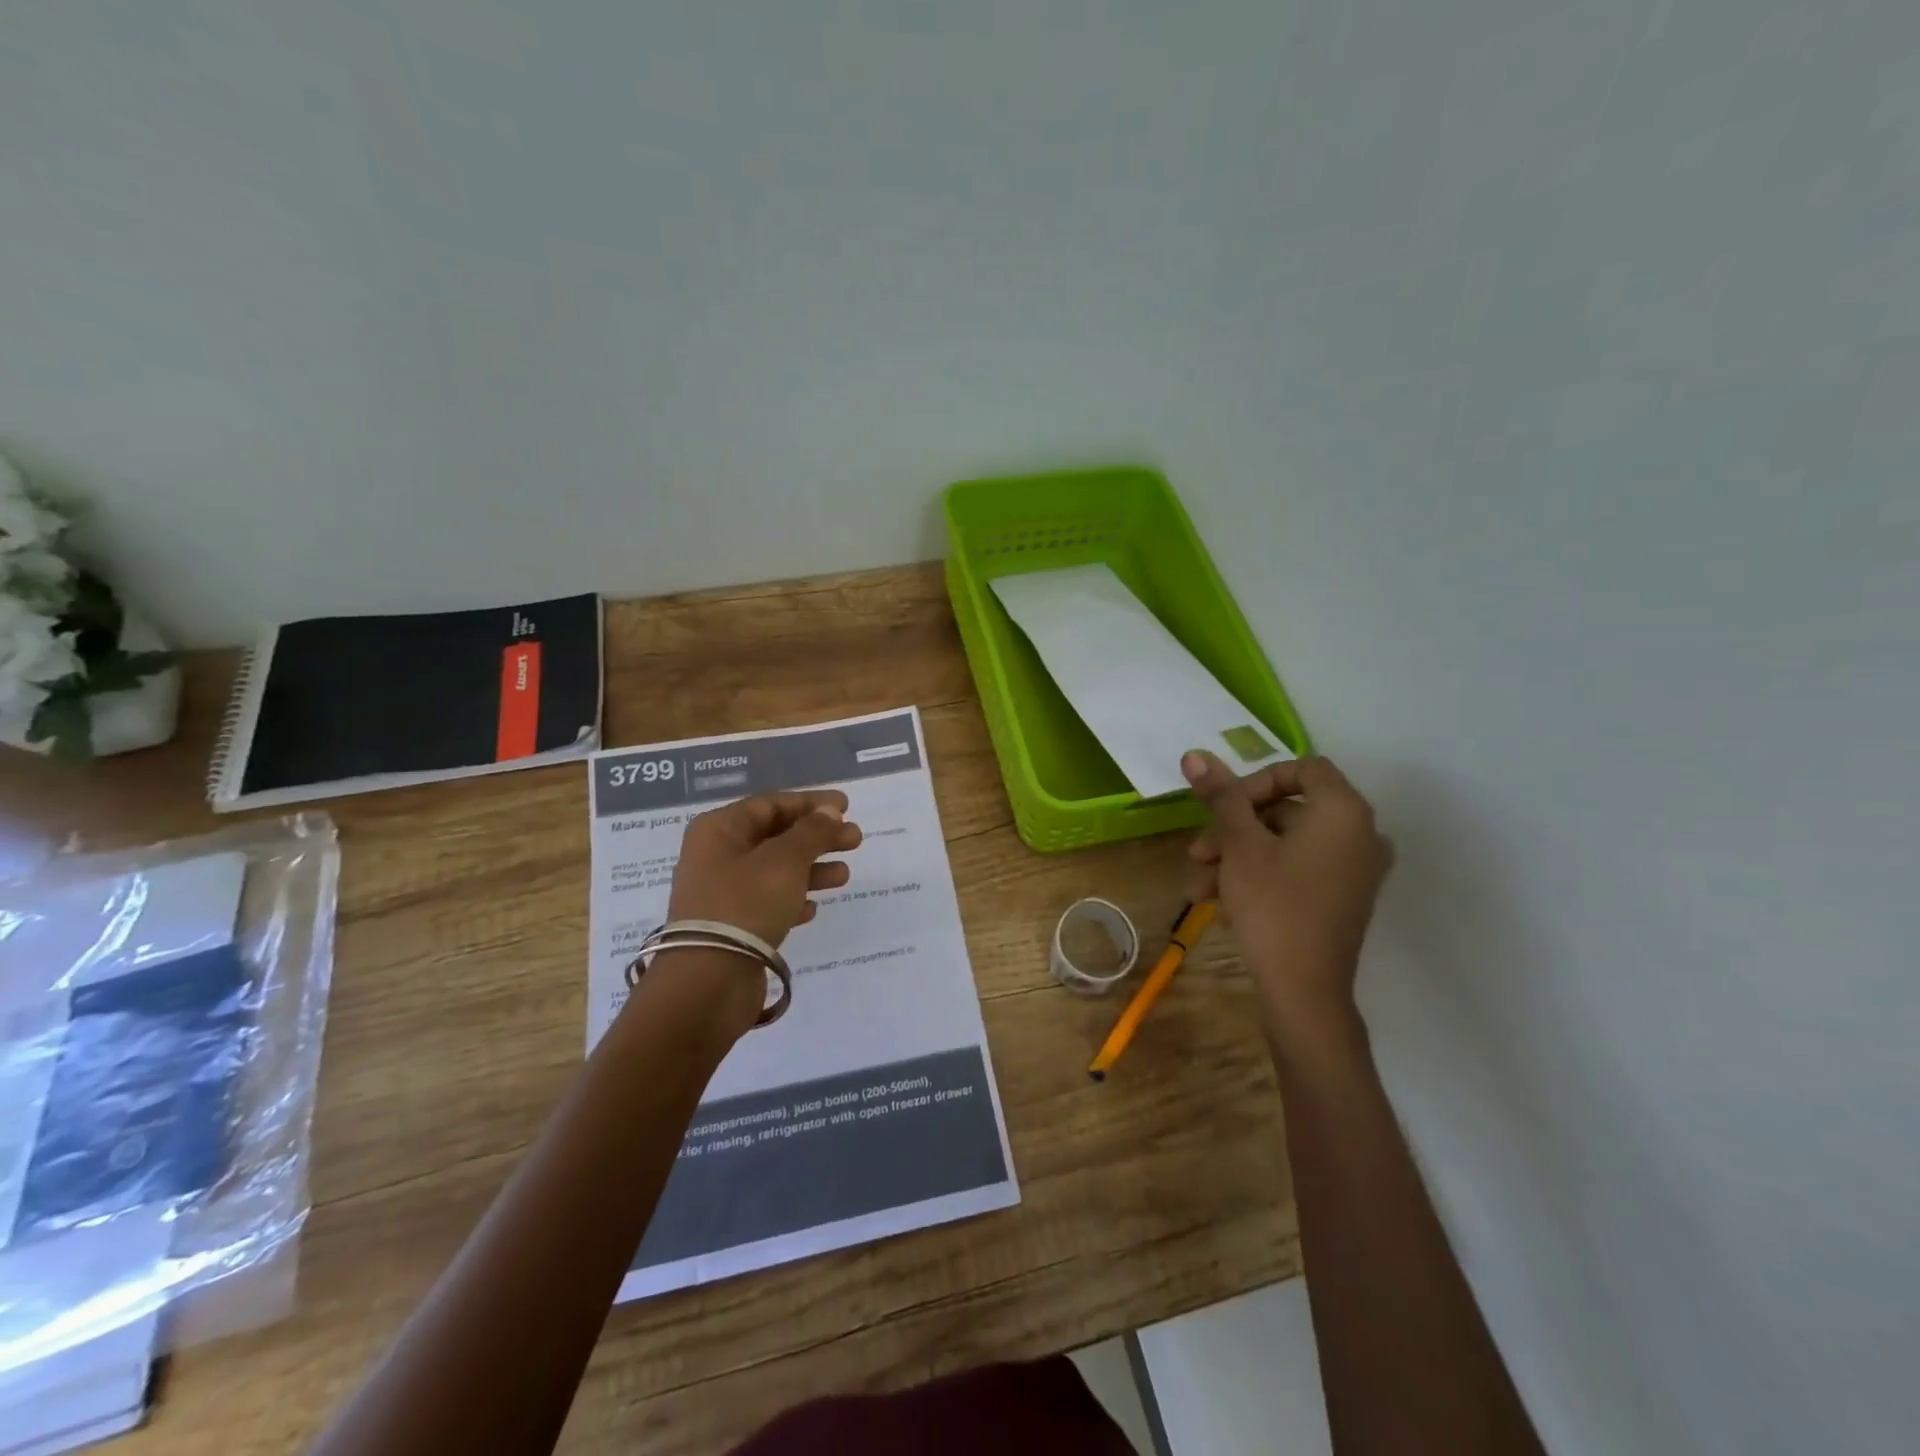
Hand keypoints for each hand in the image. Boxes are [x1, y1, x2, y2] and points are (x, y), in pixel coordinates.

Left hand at [667, 790, 864, 946]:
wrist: (709, 980)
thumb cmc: (746, 904)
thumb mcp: (785, 860)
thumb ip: (812, 832)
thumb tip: (830, 811)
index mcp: (720, 829)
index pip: (771, 804)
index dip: (811, 803)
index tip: (846, 806)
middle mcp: (717, 855)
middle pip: (776, 836)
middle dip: (817, 837)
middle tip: (855, 840)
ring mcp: (722, 892)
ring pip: (775, 870)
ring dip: (811, 869)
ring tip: (844, 875)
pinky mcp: (731, 926)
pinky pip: (768, 902)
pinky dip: (793, 899)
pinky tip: (814, 908)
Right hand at [1183, 751, 1392, 1029]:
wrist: (1305, 990)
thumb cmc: (1273, 905)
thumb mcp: (1239, 845)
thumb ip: (1220, 796)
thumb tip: (1195, 754)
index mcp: (1343, 812)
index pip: (1302, 769)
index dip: (1256, 781)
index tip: (1224, 808)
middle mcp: (1360, 834)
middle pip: (1287, 809)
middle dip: (1234, 828)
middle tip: (1198, 852)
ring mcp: (1354, 869)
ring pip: (1285, 844)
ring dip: (1237, 857)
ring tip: (1199, 886)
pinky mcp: (1343, 898)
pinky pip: (1297, 869)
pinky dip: (1259, 876)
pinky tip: (1220, 902)